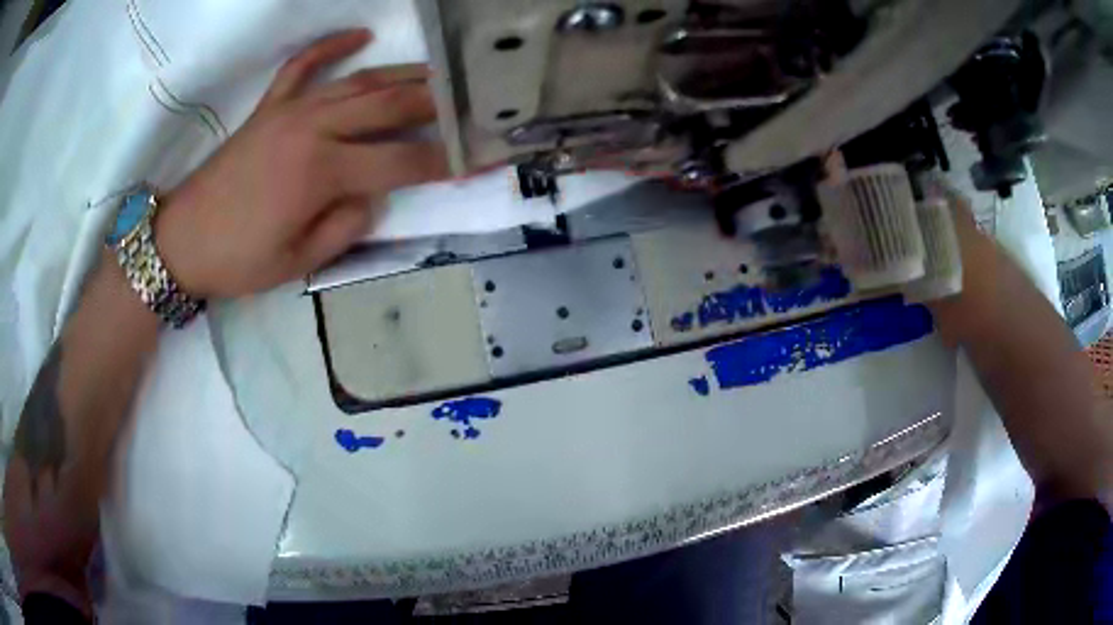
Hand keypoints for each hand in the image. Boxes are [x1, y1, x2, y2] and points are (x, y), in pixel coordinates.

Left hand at [155, 29, 447, 298]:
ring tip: (439, 73)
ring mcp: (289, 111)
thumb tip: (373, 197)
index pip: (401, 161)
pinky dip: (331, 46)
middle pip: (389, 106)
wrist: (181, 240)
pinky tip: (360, 35)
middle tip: (472, 102)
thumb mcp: (297, 263)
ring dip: (403, 73)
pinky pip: (303, 66)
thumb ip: (345, 228)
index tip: (478, 157)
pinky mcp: (269, 107)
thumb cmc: (237, 260)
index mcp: (320, 174)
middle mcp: (312, 129)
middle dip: (438, 104)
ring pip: (359, 81)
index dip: (444, 161)